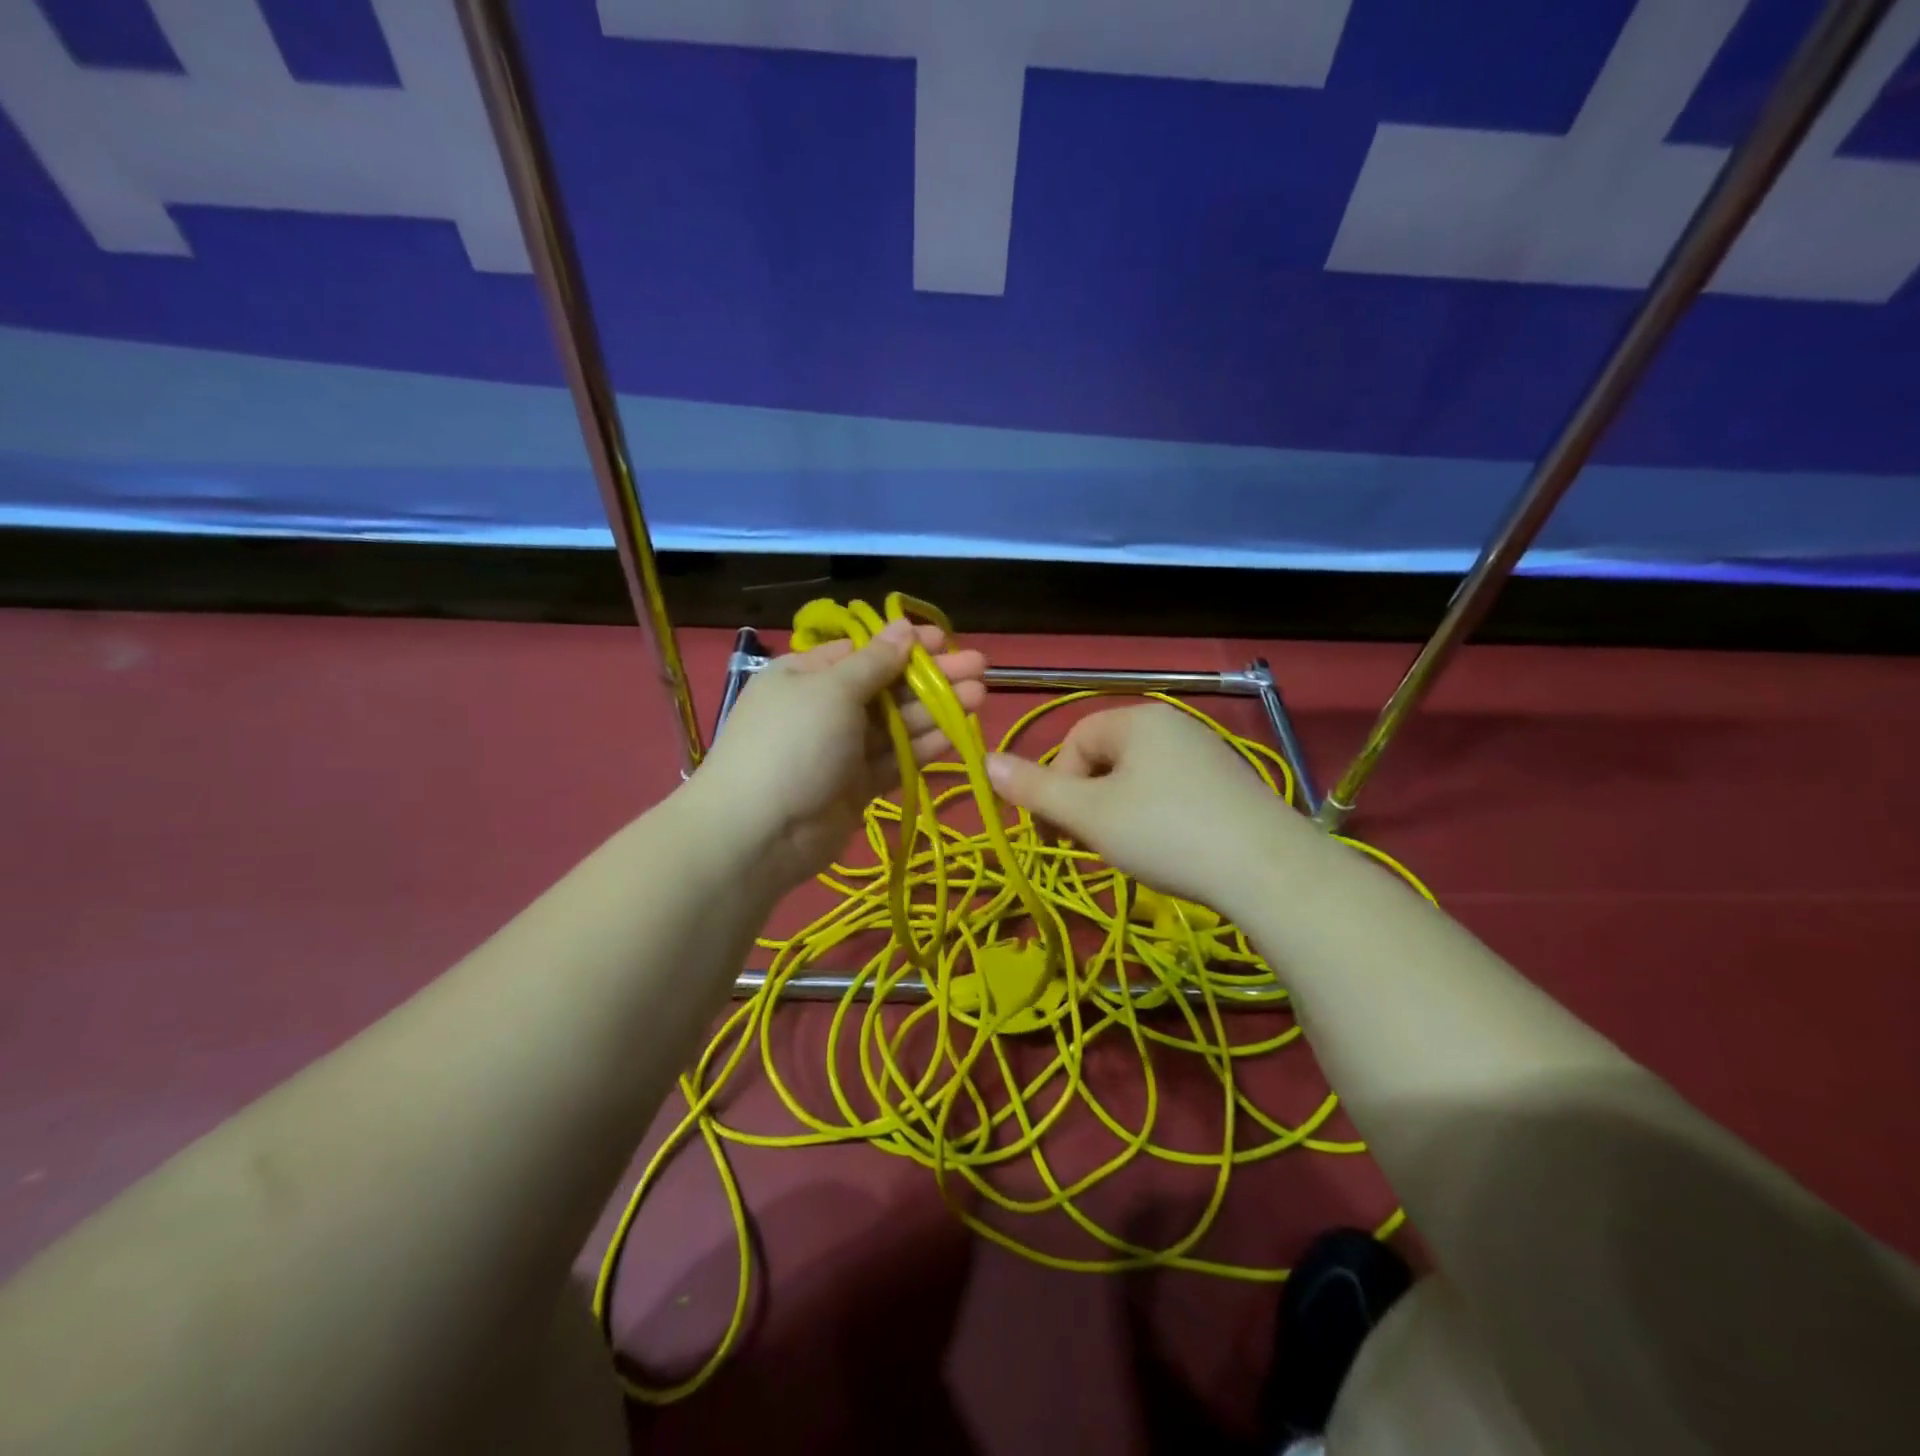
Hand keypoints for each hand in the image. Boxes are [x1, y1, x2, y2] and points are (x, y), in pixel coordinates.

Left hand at [691, 619, 987, 891]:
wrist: (759, 833)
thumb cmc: (793, 743)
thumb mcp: (831, 690)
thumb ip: (874, 662)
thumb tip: (903, 628)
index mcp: (807, 675)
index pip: (864, 652)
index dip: (906, 645)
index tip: (947, 640)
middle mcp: (825, 708)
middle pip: (887, 687)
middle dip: (932, 677)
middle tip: (980, 668)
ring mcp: (841, 750)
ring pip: (896, 725)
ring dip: (936, 710)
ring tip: (980, 696)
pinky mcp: (856, 787)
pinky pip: (894, 760)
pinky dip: (923, 748)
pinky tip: (957, 734)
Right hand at [985, 704, 1307, 915]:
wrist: (1270, 872)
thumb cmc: (1165, 834)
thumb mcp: (1088, 815)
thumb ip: (1034, 789)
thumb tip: (984, 761)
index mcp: (1138, 720)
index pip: (1075, 741)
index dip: (1057, 786)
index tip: (1058, 832)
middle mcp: (1175, 725)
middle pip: (1107, 759)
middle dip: (1089, 801)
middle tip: (1095, 844)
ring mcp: (1209, 753)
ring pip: (1139, 779)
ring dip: (1120, 813)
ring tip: (1133, 852)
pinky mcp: (1232, 785)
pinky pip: (1174, 793)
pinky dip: (1158, 819)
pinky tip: (1172, 851)